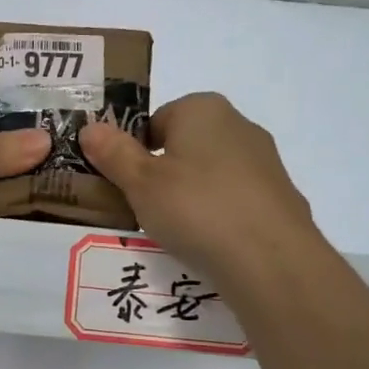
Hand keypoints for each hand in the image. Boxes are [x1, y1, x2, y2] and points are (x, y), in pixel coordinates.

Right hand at [79, 93, 325, 291]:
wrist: (271, 259)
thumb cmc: (196, 208)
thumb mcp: (141, 182)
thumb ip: (113, 153)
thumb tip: (90, 127)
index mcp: (202, 108)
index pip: (156, 120)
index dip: (135, 152)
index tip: (126, 185)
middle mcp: (238, 125)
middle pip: (185, 146)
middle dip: (164, 174)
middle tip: (145, 210)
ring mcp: (264, 162)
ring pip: (211, 175)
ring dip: (191, 197)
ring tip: (177, 232)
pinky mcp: (279, 197)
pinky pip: (234, 201)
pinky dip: (219, 216)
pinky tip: (210, 243)